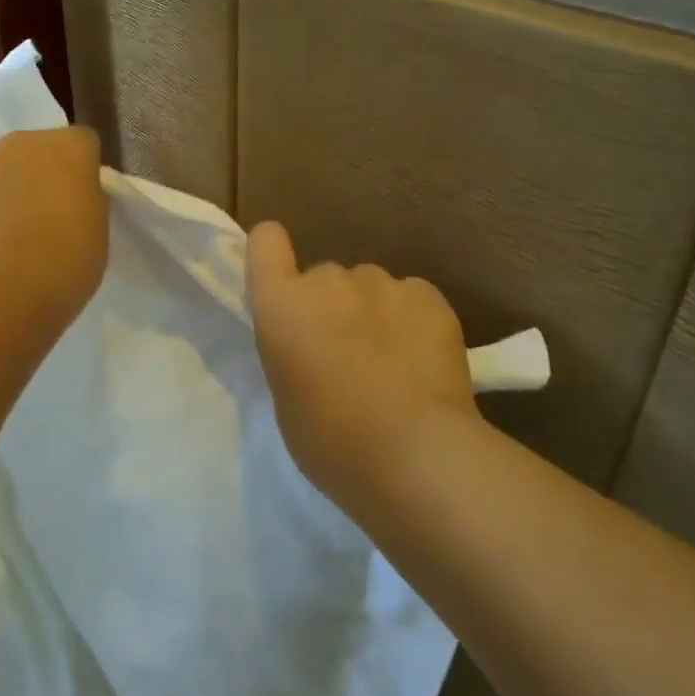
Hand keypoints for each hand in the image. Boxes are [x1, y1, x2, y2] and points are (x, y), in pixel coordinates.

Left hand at [0, 128, 106, 329]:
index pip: (84, 143)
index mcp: (68, 148)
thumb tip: (74, 199)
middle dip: (47, 176)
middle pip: (40, 151)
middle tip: (56, 218)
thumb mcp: (99, 232)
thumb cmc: (65, 259)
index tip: (88, 202)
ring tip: (21, 240)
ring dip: (14, 194)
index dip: (87, 171)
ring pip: (5, 173)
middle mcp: (22, 145)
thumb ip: (88, 204)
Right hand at [247, 221, 478, 508]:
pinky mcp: (429, 296)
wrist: (415, 453)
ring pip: (370, 288)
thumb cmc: (332, 441)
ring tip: (393, 363)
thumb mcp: (286, 398)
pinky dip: (412, 321)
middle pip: (324, 278)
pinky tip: (422, 361)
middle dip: (330, 306)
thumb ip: (292, 351)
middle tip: (347, 356)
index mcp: (282, 305)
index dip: (272, 255)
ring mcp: (383, 283)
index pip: (265, 242)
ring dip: (373, 313)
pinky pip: (411, 298)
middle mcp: (328, 280)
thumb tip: (313, 342)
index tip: (284, 282)